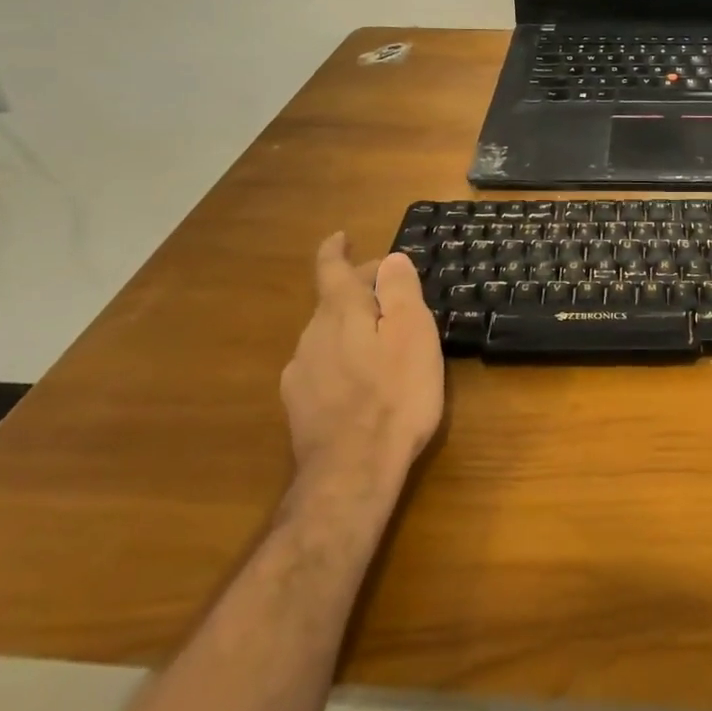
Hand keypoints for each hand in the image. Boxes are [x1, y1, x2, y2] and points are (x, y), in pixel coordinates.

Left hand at [281, 234, 444, 495]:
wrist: (353, 472)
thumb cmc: (395, 395)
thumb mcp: (413, 334)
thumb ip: (399, 292)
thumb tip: (391, 259)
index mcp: (340, 312)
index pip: (331, 269)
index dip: (335, 250)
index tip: (340, 237)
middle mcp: (311, 335)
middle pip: (332, 302)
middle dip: (358, 292)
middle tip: (391, 296)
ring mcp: (300, 373)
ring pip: (326, 335)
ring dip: (350, 328)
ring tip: (381, 342)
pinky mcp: (298, 406)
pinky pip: (321, 367)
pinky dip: (341, 360)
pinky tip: (359, 382)